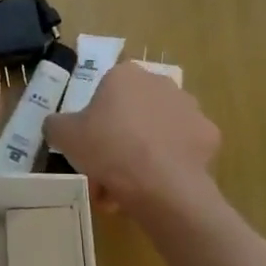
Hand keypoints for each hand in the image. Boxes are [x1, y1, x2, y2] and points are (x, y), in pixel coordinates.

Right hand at [42, 63, 221, 219]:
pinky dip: (169, 166)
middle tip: (105, 174)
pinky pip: (182, 151)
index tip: (89, 150)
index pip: (105, 94)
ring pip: (157, 132)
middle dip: (118, 142)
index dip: (94, 124)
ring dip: (142, 155)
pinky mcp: (209, 136)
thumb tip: (56, 126)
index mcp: (125, 75)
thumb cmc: (108, 148)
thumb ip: (56, 125)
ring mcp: (189, 108)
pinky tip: (156, 188)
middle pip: (132, 114)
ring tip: (128, 191)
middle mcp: (160, 82)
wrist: (161, 185)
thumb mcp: (64, 135)